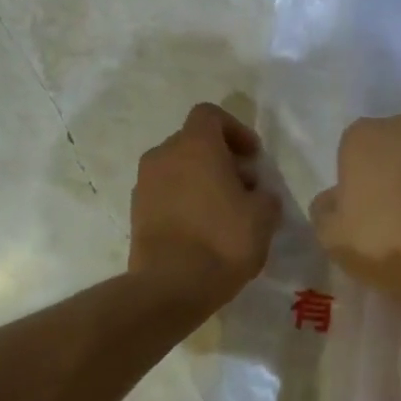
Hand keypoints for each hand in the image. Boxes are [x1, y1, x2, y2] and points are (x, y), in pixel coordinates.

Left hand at [129, 103, 282, 311]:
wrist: (171, 286)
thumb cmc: (223, 240)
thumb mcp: (263, 216)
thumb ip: (264, 195)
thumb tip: (257, 193)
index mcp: (195, 145)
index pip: (210, 114)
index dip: (235, 130)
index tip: (252, 157)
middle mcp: (163, 155)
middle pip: (193, 142)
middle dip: (220, 158)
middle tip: (243, 187)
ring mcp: (144, 184)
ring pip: (177, 168)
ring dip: (200, 180)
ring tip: (223, 211)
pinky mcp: (135, 212)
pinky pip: (164, 193)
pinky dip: (183, 200)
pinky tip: (201, 229)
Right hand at [309, 112, 400, 293]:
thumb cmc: (384, 239)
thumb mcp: (330, 235)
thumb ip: (324, 209)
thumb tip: (333, 199)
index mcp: (362, 134)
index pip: (349, 152)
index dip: (352, 182)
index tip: (356, 211)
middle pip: (386, 150)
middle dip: (384, 173)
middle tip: (384, 213)